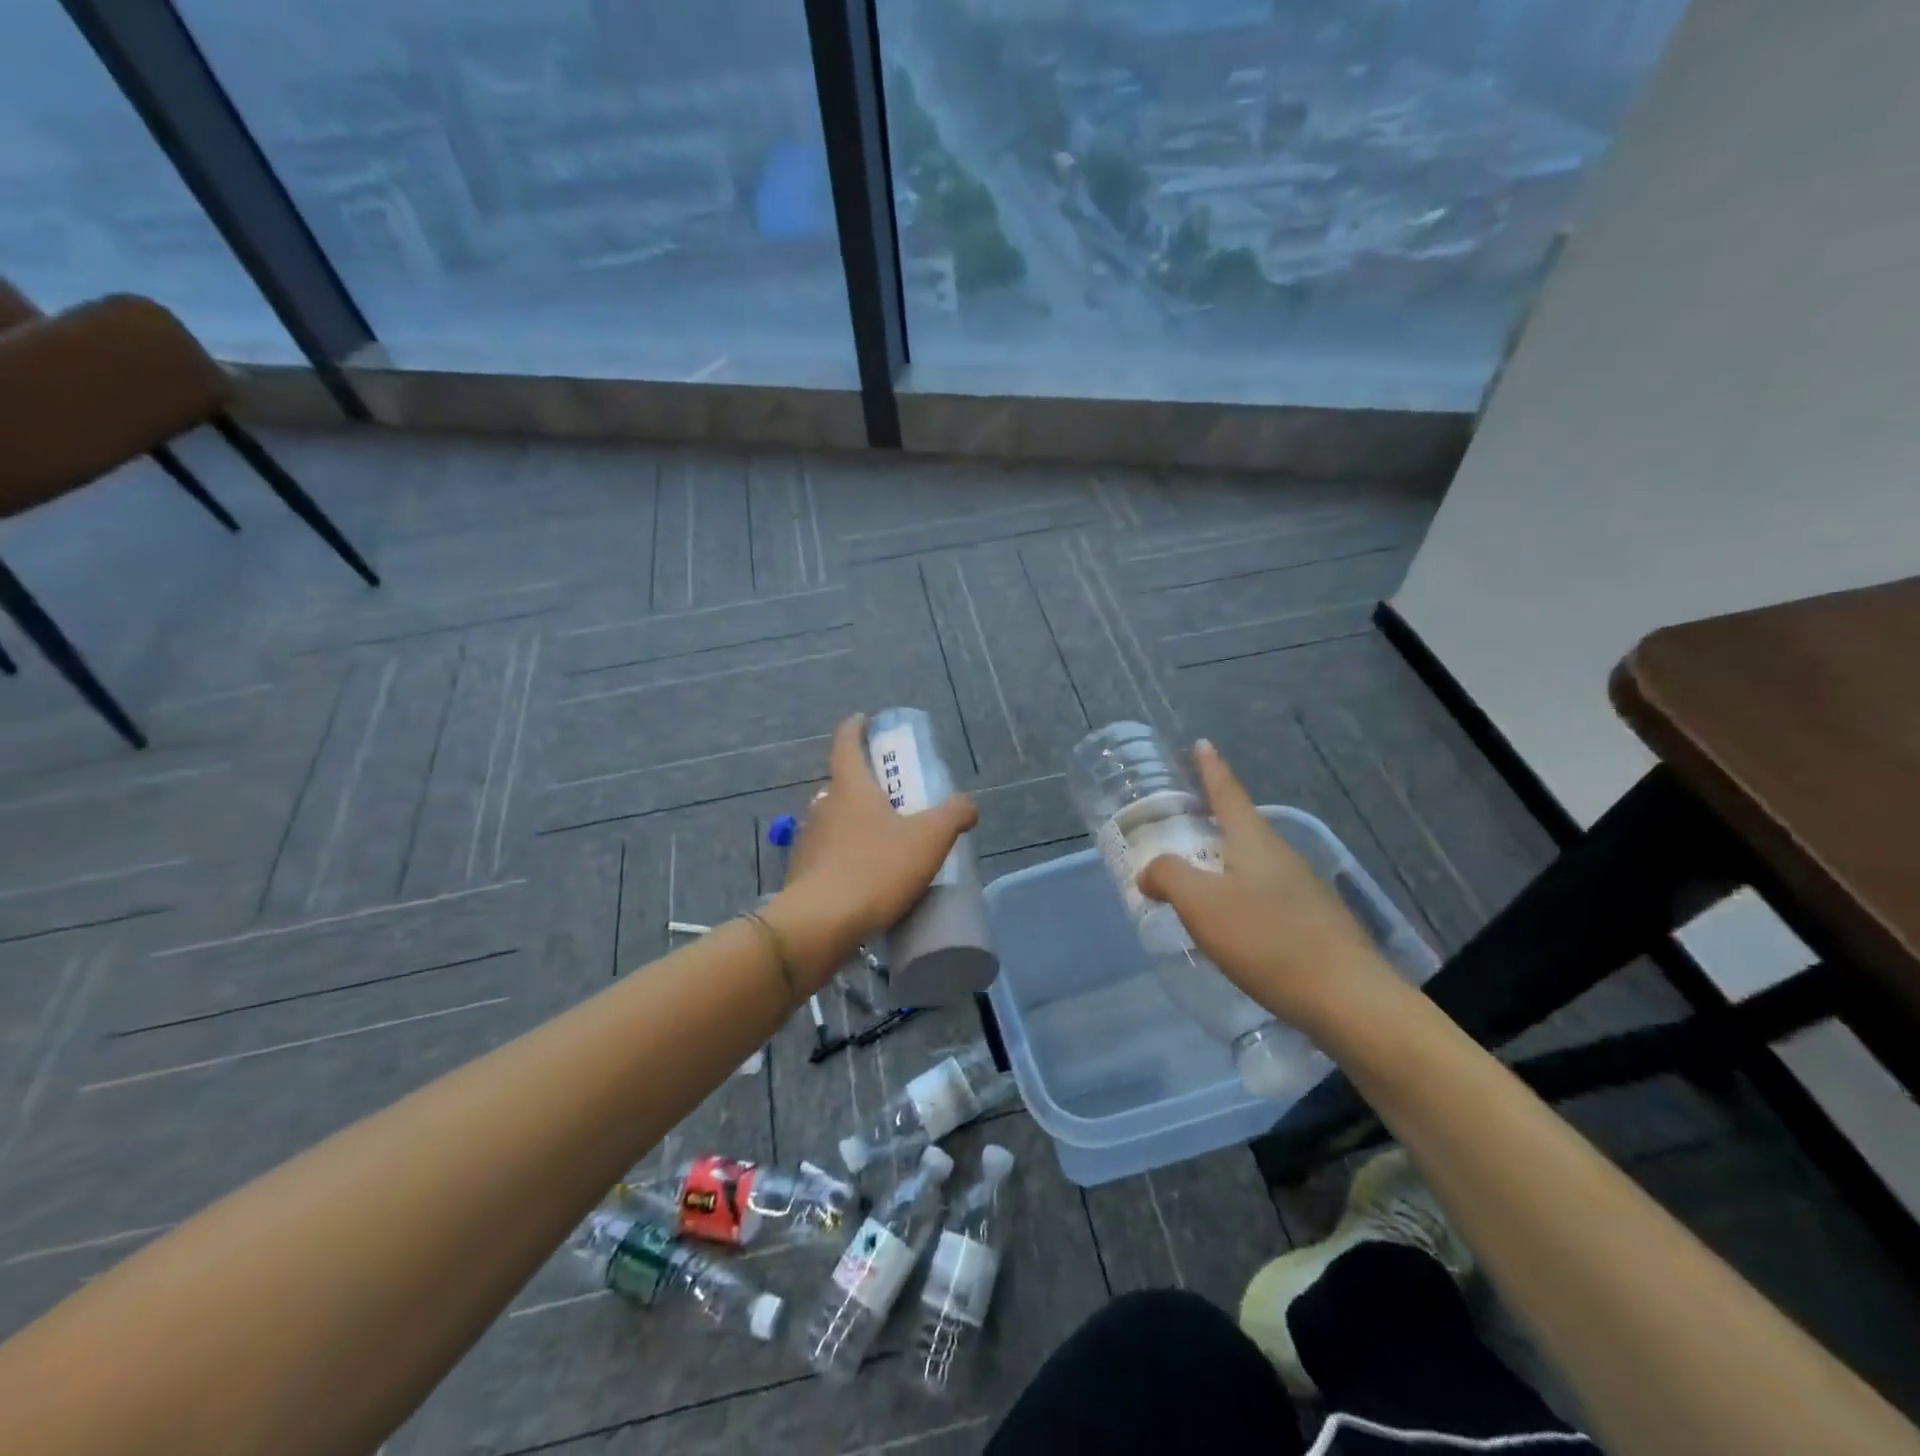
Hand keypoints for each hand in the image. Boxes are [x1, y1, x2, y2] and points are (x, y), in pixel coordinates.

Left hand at [764, 714, 977, 987]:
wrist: (821, 924)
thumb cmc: (876, 869)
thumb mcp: (929, 839)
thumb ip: (953, 815)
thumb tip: (967, 804)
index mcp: (851, 787)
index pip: (846, 743)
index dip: (855, 728)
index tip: (863, 720)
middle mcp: (823, 807)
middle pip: (841, 784)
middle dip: (863, 784)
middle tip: (890, 795)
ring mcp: (808, 841)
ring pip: (833, 821)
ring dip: (853, 823)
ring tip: (881, 841)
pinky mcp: (803, 874)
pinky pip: (828, 855)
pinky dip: (845, 857)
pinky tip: (864, 878)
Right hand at [1136, 740, 1393, 1032]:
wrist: (1349, 1000)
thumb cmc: (1268, 940)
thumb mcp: (1202, 904)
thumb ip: (1168, 877)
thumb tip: (1151, 873)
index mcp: (1254, 841)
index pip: (1228, 792)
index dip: (1210, 768)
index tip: (1202, 744)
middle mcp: (1281, 856)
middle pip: (1241, 828)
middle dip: (1212, 823)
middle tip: (1183, 825)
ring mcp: (1303, 890)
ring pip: (1253, 865)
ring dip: (1224, 865)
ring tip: (1197, 883)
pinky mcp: (1314, 924)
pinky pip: (1265, 897)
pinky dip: (1240, 898)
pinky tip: (1231, 928)